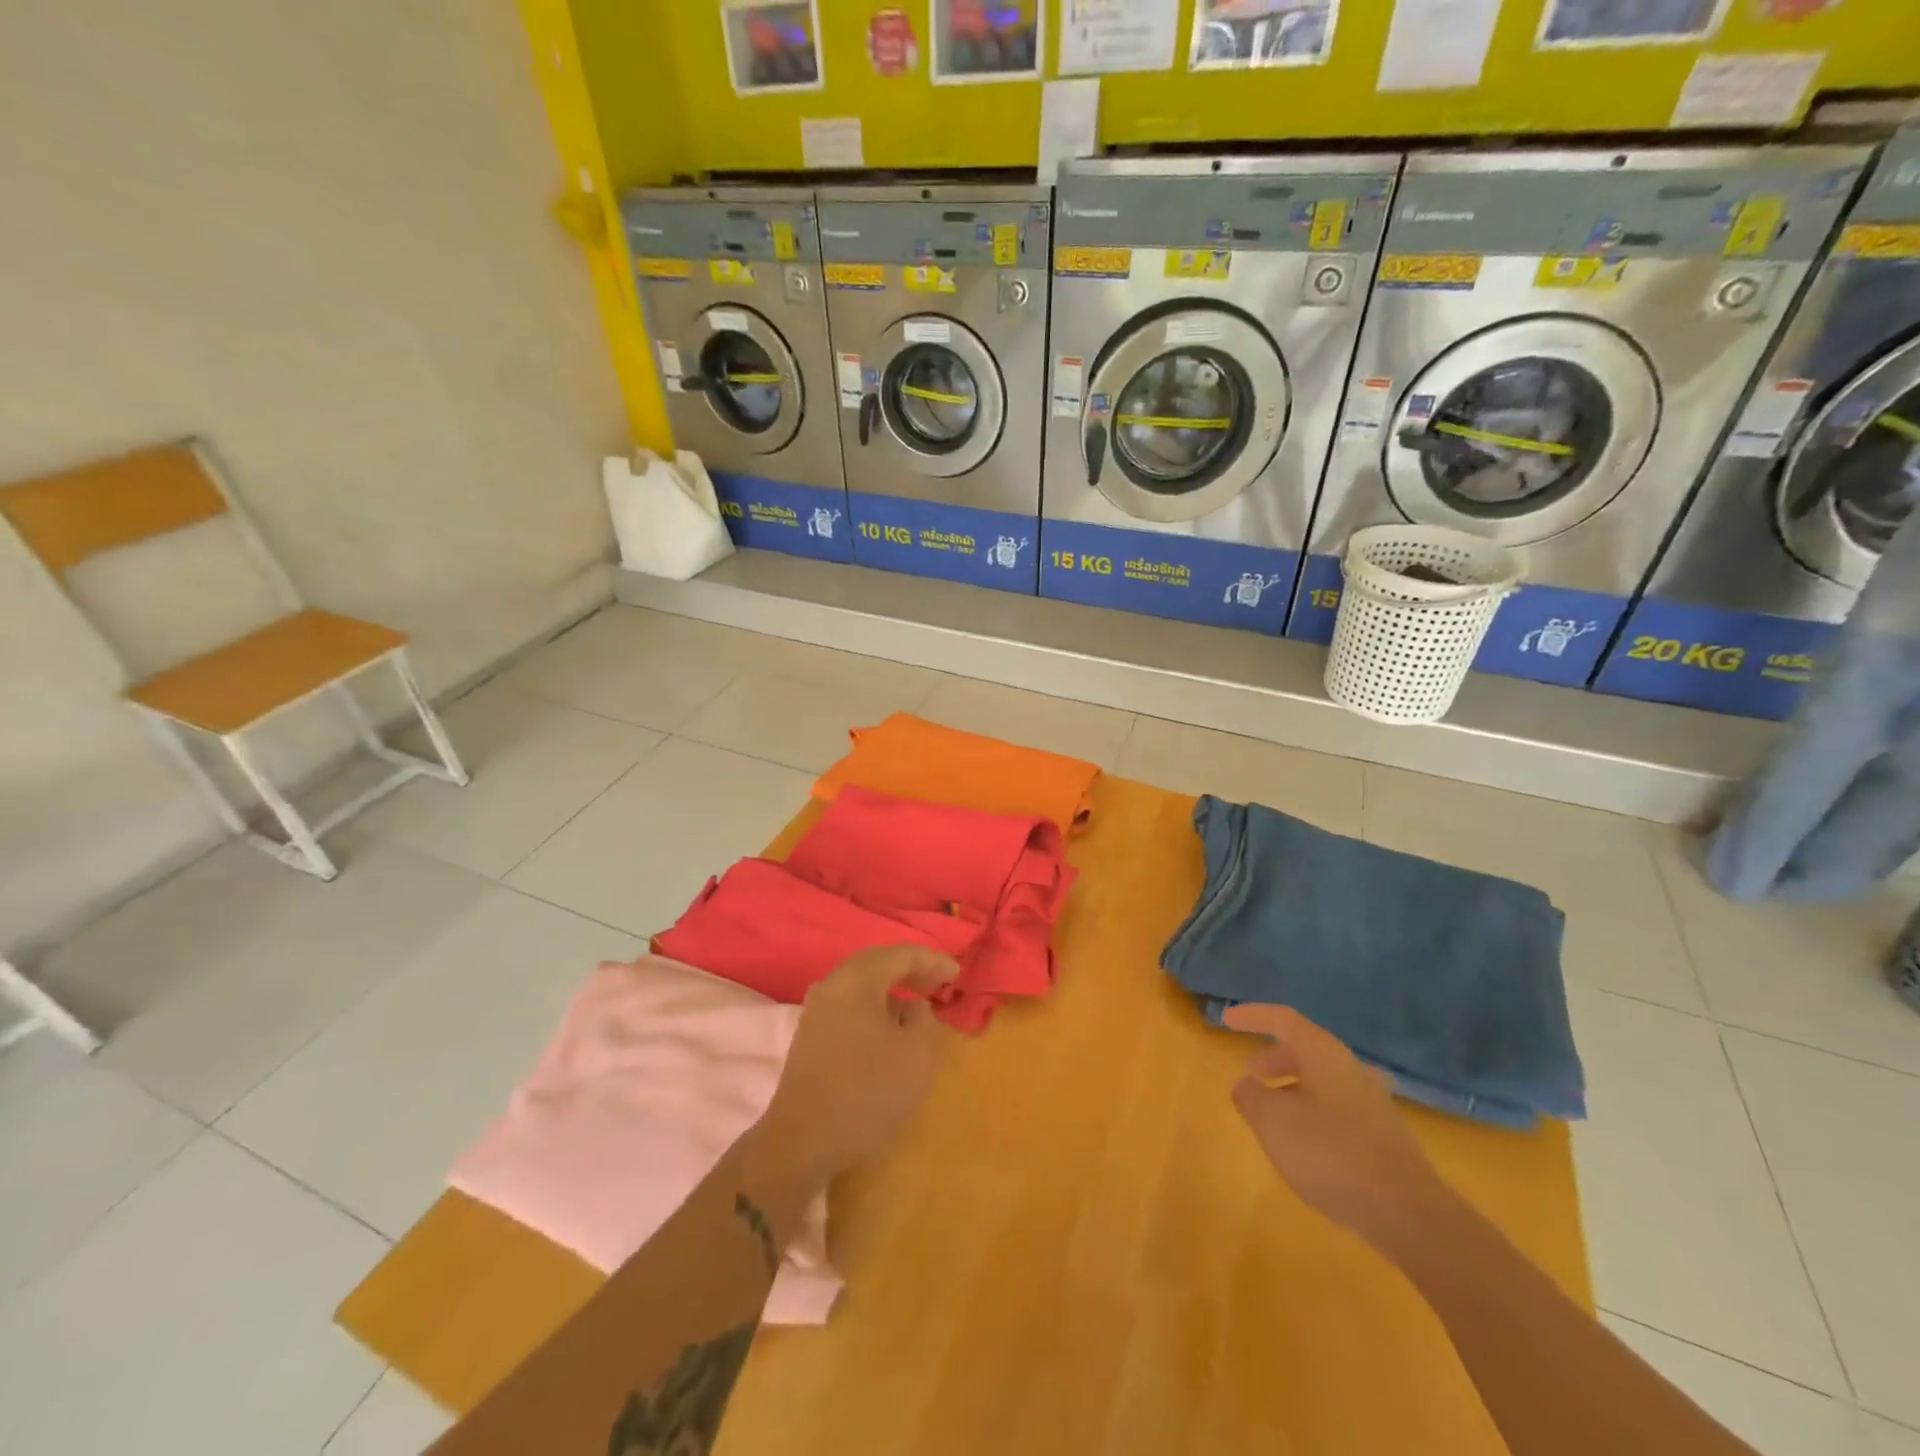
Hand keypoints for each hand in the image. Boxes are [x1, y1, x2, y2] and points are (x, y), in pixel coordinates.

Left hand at [757, 945, 957, 1183]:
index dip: (933, 961)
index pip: (901, 954)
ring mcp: (816, 1010)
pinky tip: (887, 1029)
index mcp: (857, 981)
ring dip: (891, 989)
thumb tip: (914, 1008)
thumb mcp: (917, 1056)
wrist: (802, 1141)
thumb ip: (925, 1020)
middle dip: (910, 969)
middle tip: (938, 984)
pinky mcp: (810, 1035)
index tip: (957, 974)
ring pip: (860, 984)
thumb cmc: (867, 1093)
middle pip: (876, 962)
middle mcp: (832, 985)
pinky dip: (873, 1006)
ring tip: (917, 1006)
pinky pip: (849, 1004)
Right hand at [1225, 1003, 1451, 1251]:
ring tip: (1274, 1114)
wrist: (1409, 1214)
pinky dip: (1314, 1113)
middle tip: (1252, 1075)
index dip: (1253, 1015)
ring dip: (1294, 1088)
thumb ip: (1250, 1096)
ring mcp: (1374, 1103)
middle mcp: (1351, 1069)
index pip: (1283, 1019)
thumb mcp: (1273, 1122)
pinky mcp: (1385, 1137)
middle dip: (1274, 1058)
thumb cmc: (1331, 1154)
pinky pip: (1339, 1109)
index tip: (1227, 1020)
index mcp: (1324, 1055)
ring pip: (1324, 1081)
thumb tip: (1246, 1084)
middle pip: (1306, 1049)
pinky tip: (1306, 1146)